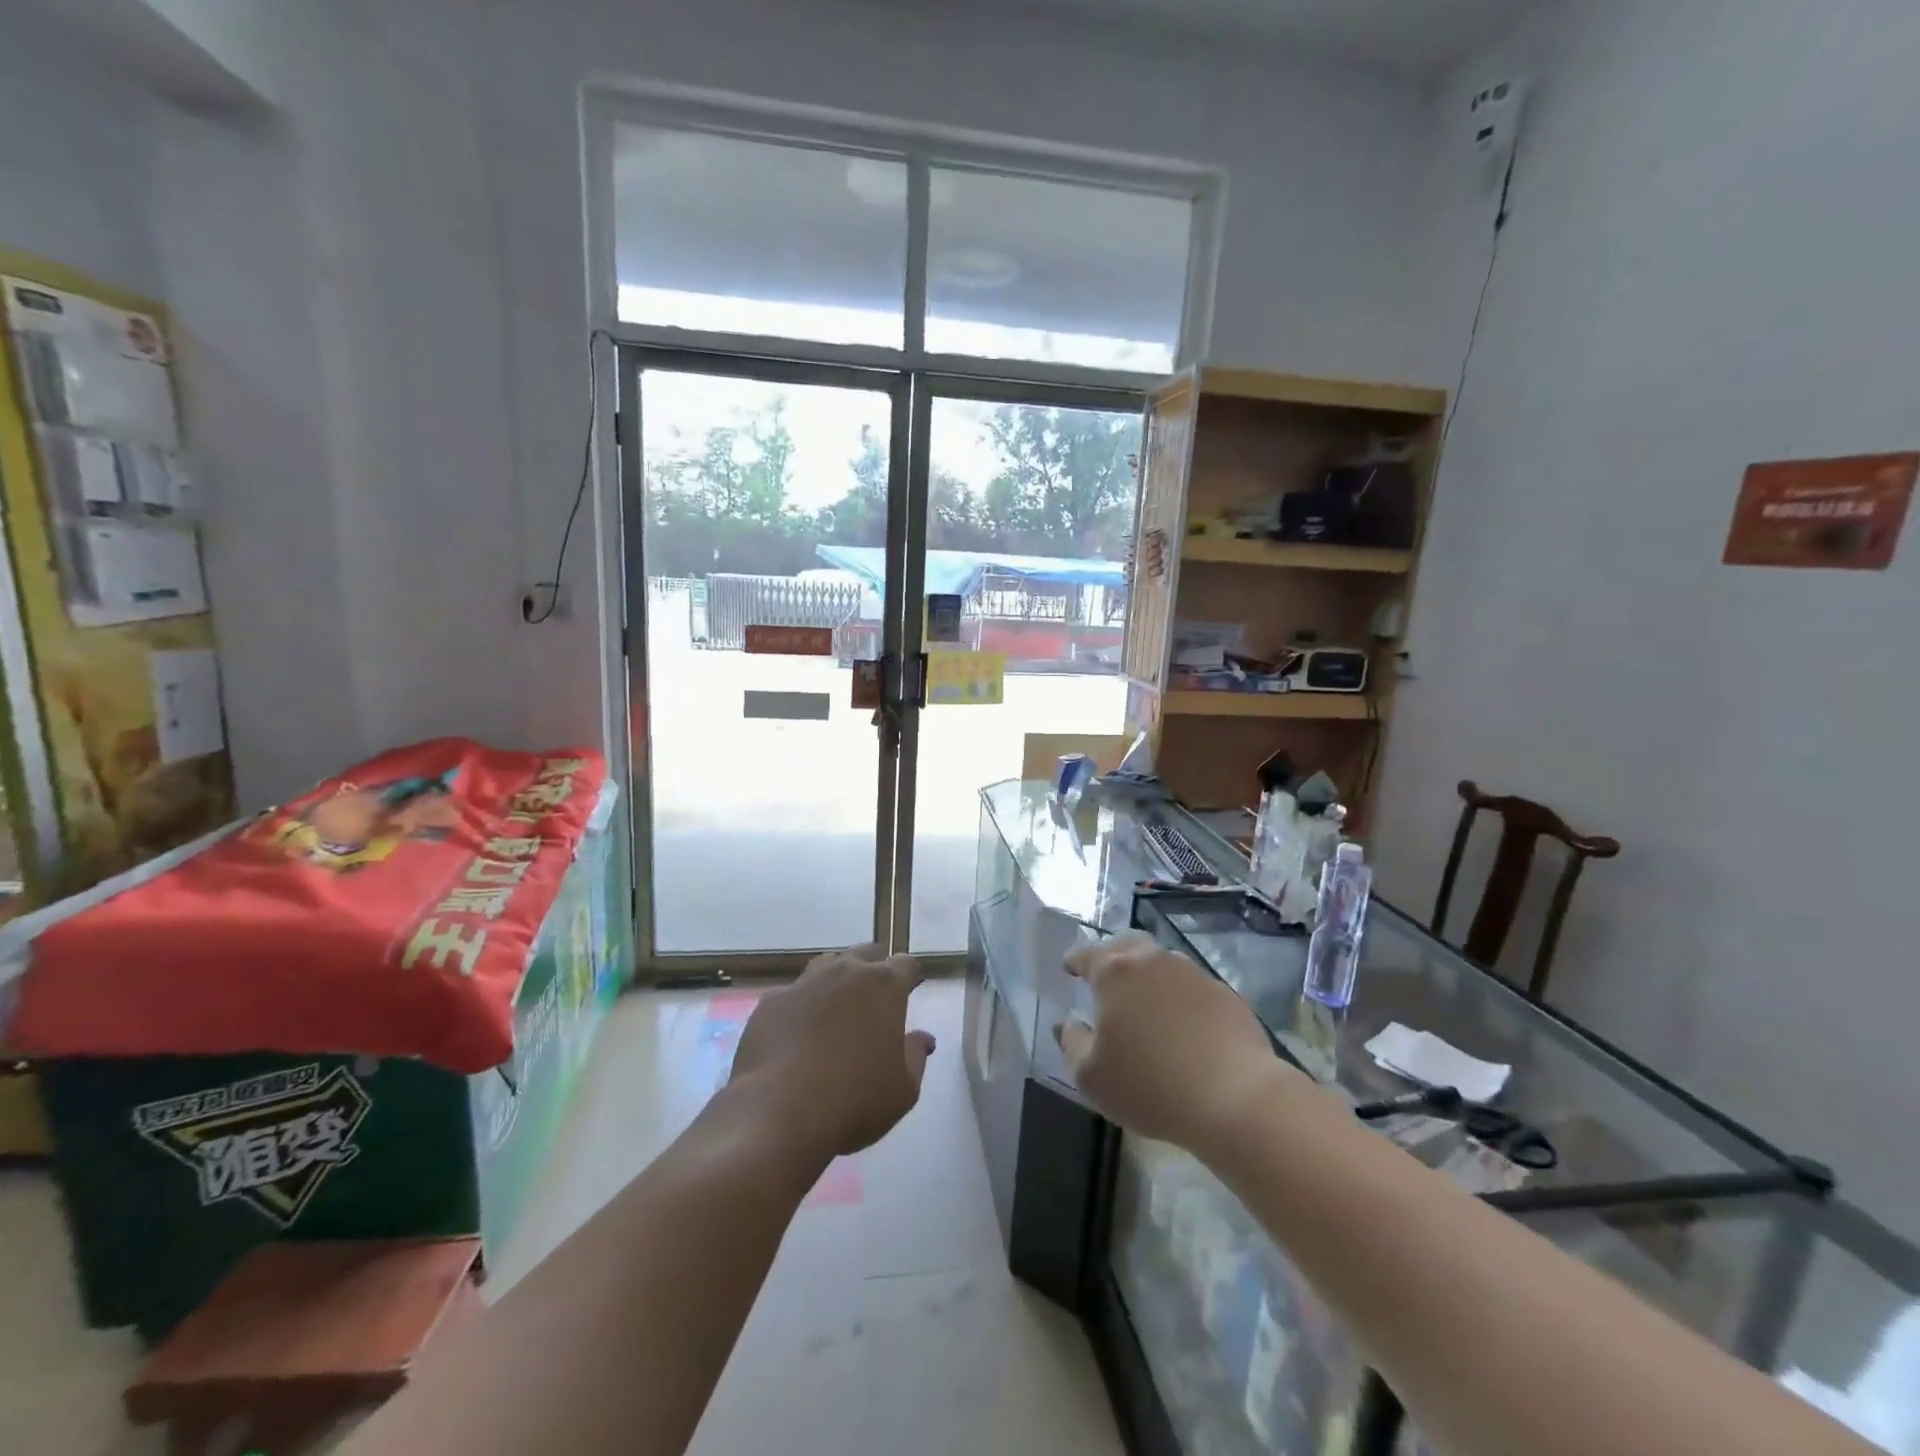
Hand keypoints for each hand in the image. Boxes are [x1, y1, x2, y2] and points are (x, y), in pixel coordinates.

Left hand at [729, 944, 935, 1158]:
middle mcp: (845, 972)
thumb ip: (916, 1056)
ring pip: (827, 965)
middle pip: (866, 953)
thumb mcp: (903, 1090)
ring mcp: (805, 983)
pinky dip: (800, 1007)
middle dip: (873, 969)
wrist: (780, 1113)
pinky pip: (792, 995)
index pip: (906, 964)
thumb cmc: (855, 1100)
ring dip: (836, 980)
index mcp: (884, 986)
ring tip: (835, 1010)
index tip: (910, 993)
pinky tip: (795, 1035)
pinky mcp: (771, 1001)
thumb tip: (923, 1038)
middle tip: (873, 999)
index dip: (910, 978)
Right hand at [1056, 932, 1293, 1154]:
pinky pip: (1191, 986)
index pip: (1086, 954)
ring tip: (1144, 1002)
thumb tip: (1067, 1024)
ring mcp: (1193, 973)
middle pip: (1127, 945)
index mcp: (1114, 973)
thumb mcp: (1092, 1076)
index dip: (1074, 961)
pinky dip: (1178, 996)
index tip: (1069, 968)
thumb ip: (1072, 1043)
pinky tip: (1181, 1024)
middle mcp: (1153, 961)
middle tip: (1105, 976)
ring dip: (1148, 975)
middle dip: (1112, 955)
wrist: (1236, 1098)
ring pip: (1161, 962)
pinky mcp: (1224, 993)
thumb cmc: (1150, 1086)